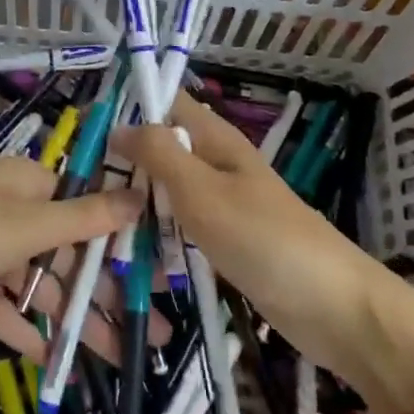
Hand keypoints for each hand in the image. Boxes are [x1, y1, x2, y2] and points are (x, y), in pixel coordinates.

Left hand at [0, 158, 160, 363]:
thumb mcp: (21, 226)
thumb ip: (81, 219)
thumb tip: (138, 196)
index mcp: (30, 184)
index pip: (90, 210)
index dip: (125, 244)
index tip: (158, 281)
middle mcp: (10, 208)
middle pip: (68, 250)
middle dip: (105, 291)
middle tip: (148, 335)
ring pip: (35, 280)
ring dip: (68, 315)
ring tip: (111, 355)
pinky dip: (20, 324)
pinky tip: (48, 358)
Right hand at [117, 93, 413, 412]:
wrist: (334, 309)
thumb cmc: (265, 240)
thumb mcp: (203, 192)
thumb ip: (161, 154)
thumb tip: (122, 125)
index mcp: (218, 141)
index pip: (169, 104)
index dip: (131, 106)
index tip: (86, 126)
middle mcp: (218, 166)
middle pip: (163, 151)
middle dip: (125, 163)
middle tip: (79, 185)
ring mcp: (224, 208)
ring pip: (168, 195)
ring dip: (137, 205)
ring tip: (92, 224)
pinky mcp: (227, 245)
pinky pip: (181, 232)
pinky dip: (157, 239)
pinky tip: (128, 259)